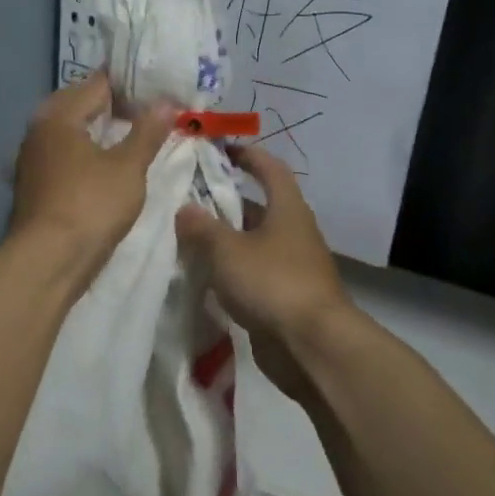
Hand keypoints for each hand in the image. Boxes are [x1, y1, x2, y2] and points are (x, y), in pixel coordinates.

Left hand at [9, 73, 176, 280]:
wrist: (48, 261)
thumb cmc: (90, 206)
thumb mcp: (128, 168)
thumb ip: (147, 133)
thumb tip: (164, 103)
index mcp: (59, 116)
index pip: (97, 85)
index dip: (129, 84)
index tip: (157, 87)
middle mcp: (39, 131)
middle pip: (78, 105)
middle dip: (111, 105)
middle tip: (146, 110)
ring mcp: (32, 160)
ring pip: (69, 132)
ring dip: (97, 130)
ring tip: (130, 136)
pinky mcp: (34, 186)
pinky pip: (64, 155)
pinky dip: (85, 153)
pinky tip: (104, 165)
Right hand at [174, 145, 353, 400]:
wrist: (312, 346)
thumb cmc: (272, 282)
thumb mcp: (228, 250)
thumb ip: (202, 228)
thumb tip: (183, 209)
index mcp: (287, 209)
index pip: (269, 169)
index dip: (247, 155)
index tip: (218, 149)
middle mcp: (291, 232)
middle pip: (255, 207)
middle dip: (222, 202)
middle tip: (184, 199)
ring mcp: (288, 266)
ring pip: (249, 243)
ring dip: (221, 239)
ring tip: (182, 236)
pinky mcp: (280, 297)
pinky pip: (249, 274)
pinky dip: (227, 271)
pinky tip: (199, 275)